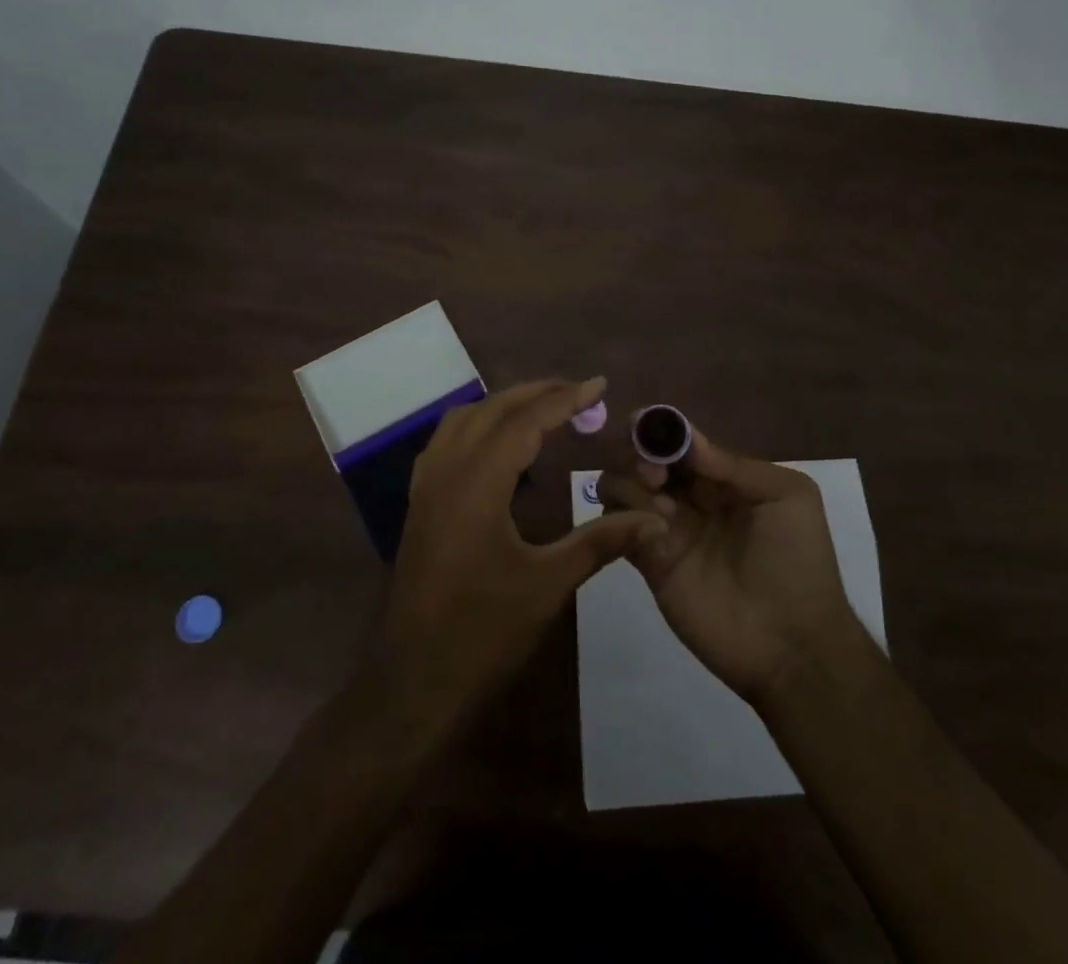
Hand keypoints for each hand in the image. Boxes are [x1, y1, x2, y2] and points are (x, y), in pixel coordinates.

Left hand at [367, 377, 666, 737]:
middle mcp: (446, 471)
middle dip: (536, 393)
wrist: (412, 683)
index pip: (525, 421)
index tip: (599, 385)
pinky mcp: (419, 504)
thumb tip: (655, 520)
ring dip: (503, 405)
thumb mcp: (548, 584)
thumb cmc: (482, 634)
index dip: (564, 399)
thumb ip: (601, 542)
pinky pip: (446, 442)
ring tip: (544, 409)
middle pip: (492, 410)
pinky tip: (498, 445)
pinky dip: (477, 426)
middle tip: (579, 393)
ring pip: (464, 420)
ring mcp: (426, 487)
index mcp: (477, 484)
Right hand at [598, 430, 860, 704]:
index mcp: (723, 478)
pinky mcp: (649, 562)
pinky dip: (621, 516)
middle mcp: (690, 497)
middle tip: (655, 473)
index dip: (659, 429)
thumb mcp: (787, 497)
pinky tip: (651, 529)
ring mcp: (666, 528)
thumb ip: (735, 465)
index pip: (680, 441)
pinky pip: (618, 526)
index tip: (643, 425)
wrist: (792, 643)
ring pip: (622, 485)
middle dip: (639, 452)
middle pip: (644, 457)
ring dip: (629, 481)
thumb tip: (687, 440)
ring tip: (658, 503)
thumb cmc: (797, 561)